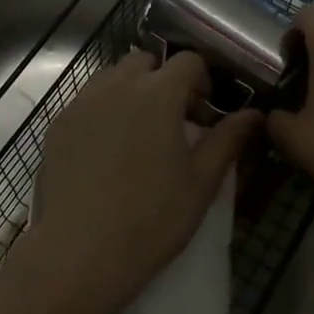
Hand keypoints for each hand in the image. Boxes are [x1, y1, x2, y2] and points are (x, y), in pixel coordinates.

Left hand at [27, 51, 258, 313]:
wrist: (78, 253)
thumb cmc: (151, 219)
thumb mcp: (201, 183)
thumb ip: (228, 140)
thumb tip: (254, 114)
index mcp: (159, 92)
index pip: (188, 60)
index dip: (202, 78)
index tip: (204, 110)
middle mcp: (119, 84)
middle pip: (146, 61)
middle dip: (163, 79)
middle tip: (172, 119)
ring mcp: (84, 101)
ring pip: (112, 76)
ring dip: (130, 89)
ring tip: (137, 131)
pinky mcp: (59, 122)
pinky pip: (87, 100)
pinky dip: (102, 109)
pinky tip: (105, 149)